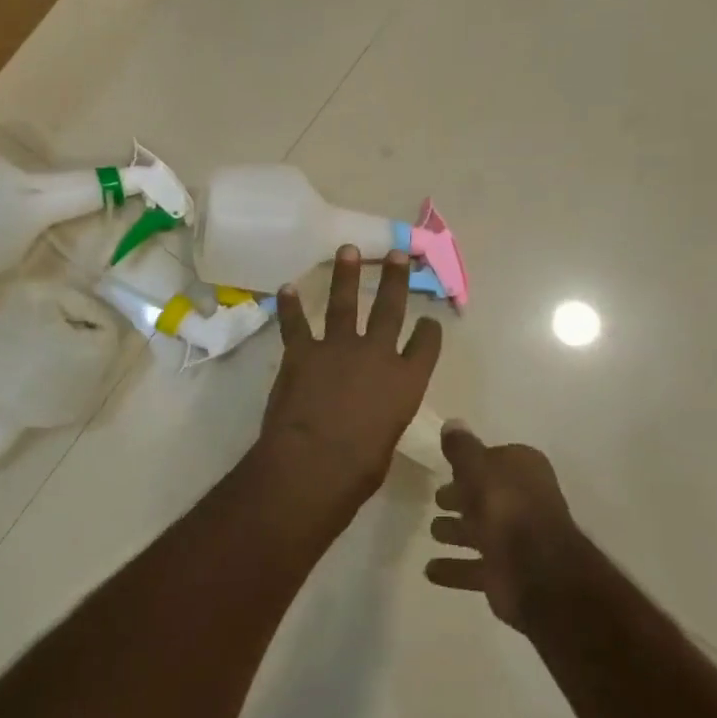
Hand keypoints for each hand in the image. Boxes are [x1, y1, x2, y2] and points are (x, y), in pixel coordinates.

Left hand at [261, 246, 443, 501]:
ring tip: (348, 250)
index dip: (429, 331)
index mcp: (407, 381)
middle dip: (395, 279)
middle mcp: (377, 354)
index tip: (430, 321)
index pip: (426, 345)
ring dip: (346, 275)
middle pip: (391, 308)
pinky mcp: (302, 352)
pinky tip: (286, 288)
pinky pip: (295, 323)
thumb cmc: (359, 467)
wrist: (314, 461)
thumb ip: (382, 418)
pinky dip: (290, 306)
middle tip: (397, 253)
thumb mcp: (386, 441)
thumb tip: (371, 417)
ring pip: (345, 303)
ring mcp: (338, 348)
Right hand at [425, 424, 582, 628]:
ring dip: (456, 532)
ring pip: (479, 531)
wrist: (536, 571)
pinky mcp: (506, 572)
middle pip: (486, 495)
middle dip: (462, 498)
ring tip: (432, 531)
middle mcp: (524, 501)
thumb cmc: (506, 506)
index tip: (449, 466)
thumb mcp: (477, 466)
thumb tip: (452, 423)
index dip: (472, 462)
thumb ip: (462, 447)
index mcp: (524, 470)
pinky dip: (454, 568)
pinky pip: (474, 567)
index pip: (495, 458)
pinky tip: (430, 570)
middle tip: (438, 498)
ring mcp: (516, 539)